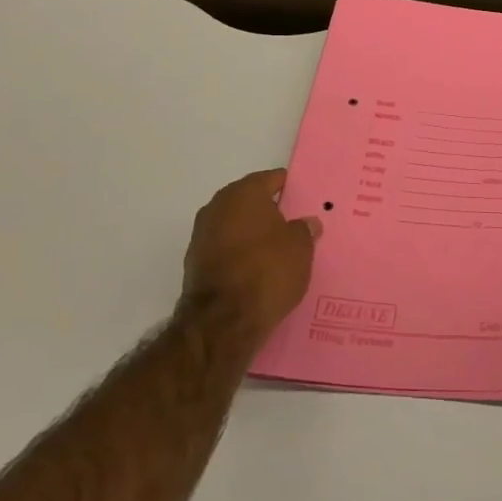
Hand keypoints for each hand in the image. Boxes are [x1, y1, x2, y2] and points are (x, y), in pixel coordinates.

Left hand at [180, 169, 320, 345]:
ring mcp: (202, 236)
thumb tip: (306, 223)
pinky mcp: (195, 264)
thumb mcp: (301, 248)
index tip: (303, 198)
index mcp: (243, 194)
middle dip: (269, 211)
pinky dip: (241, 254)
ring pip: (235, 226)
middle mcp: (217, 207)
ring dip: (253, 234)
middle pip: (249, 202)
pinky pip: (226, 249)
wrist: (222, 321)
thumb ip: (304, 229)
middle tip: (293, 224)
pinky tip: (259, 268)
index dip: (288, 187)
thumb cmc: (268, 270)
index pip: (270, 179)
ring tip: (278, 249)